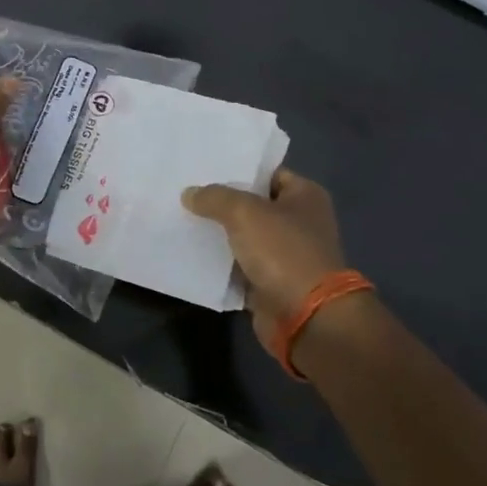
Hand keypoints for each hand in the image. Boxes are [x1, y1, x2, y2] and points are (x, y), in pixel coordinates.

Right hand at [182, 169, 346, 343]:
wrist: (305, 317)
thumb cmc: (284, 252)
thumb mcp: (244, 212)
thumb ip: (214, 197)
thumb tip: (189, 194)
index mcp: (305, 196)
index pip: (267, 174)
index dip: (238, 170)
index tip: (204, 168)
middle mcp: (299, 222)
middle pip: (253, 205)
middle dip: (222, 202)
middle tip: (186, 191)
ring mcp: (286, 254)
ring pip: (244, 236)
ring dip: (219, 233)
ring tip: (181, 218)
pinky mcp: (271, 282)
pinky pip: (239, 265)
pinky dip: (220, 262)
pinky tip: (191, 251)